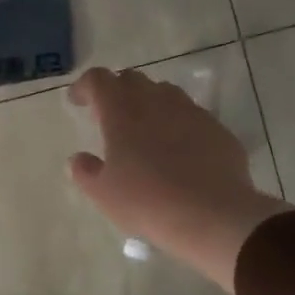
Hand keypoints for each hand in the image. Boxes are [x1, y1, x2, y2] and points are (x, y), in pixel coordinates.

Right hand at [67, 67, 292, 292]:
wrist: (211, 216)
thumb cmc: (146, 202)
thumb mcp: (103, 194)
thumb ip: (85, 171)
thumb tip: (78, 159)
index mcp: (122, 111)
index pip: (98, 79)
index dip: (85, 86)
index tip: (78, 102)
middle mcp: (156, 101)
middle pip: (132, 79)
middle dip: (117, 91)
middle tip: (110, 117)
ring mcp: (191, 111)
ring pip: (164, 93)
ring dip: (149, 103)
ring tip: (145, 131)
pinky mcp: (217, 128)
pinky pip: (191, 115)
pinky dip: (177, 124)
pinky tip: (179, 151)